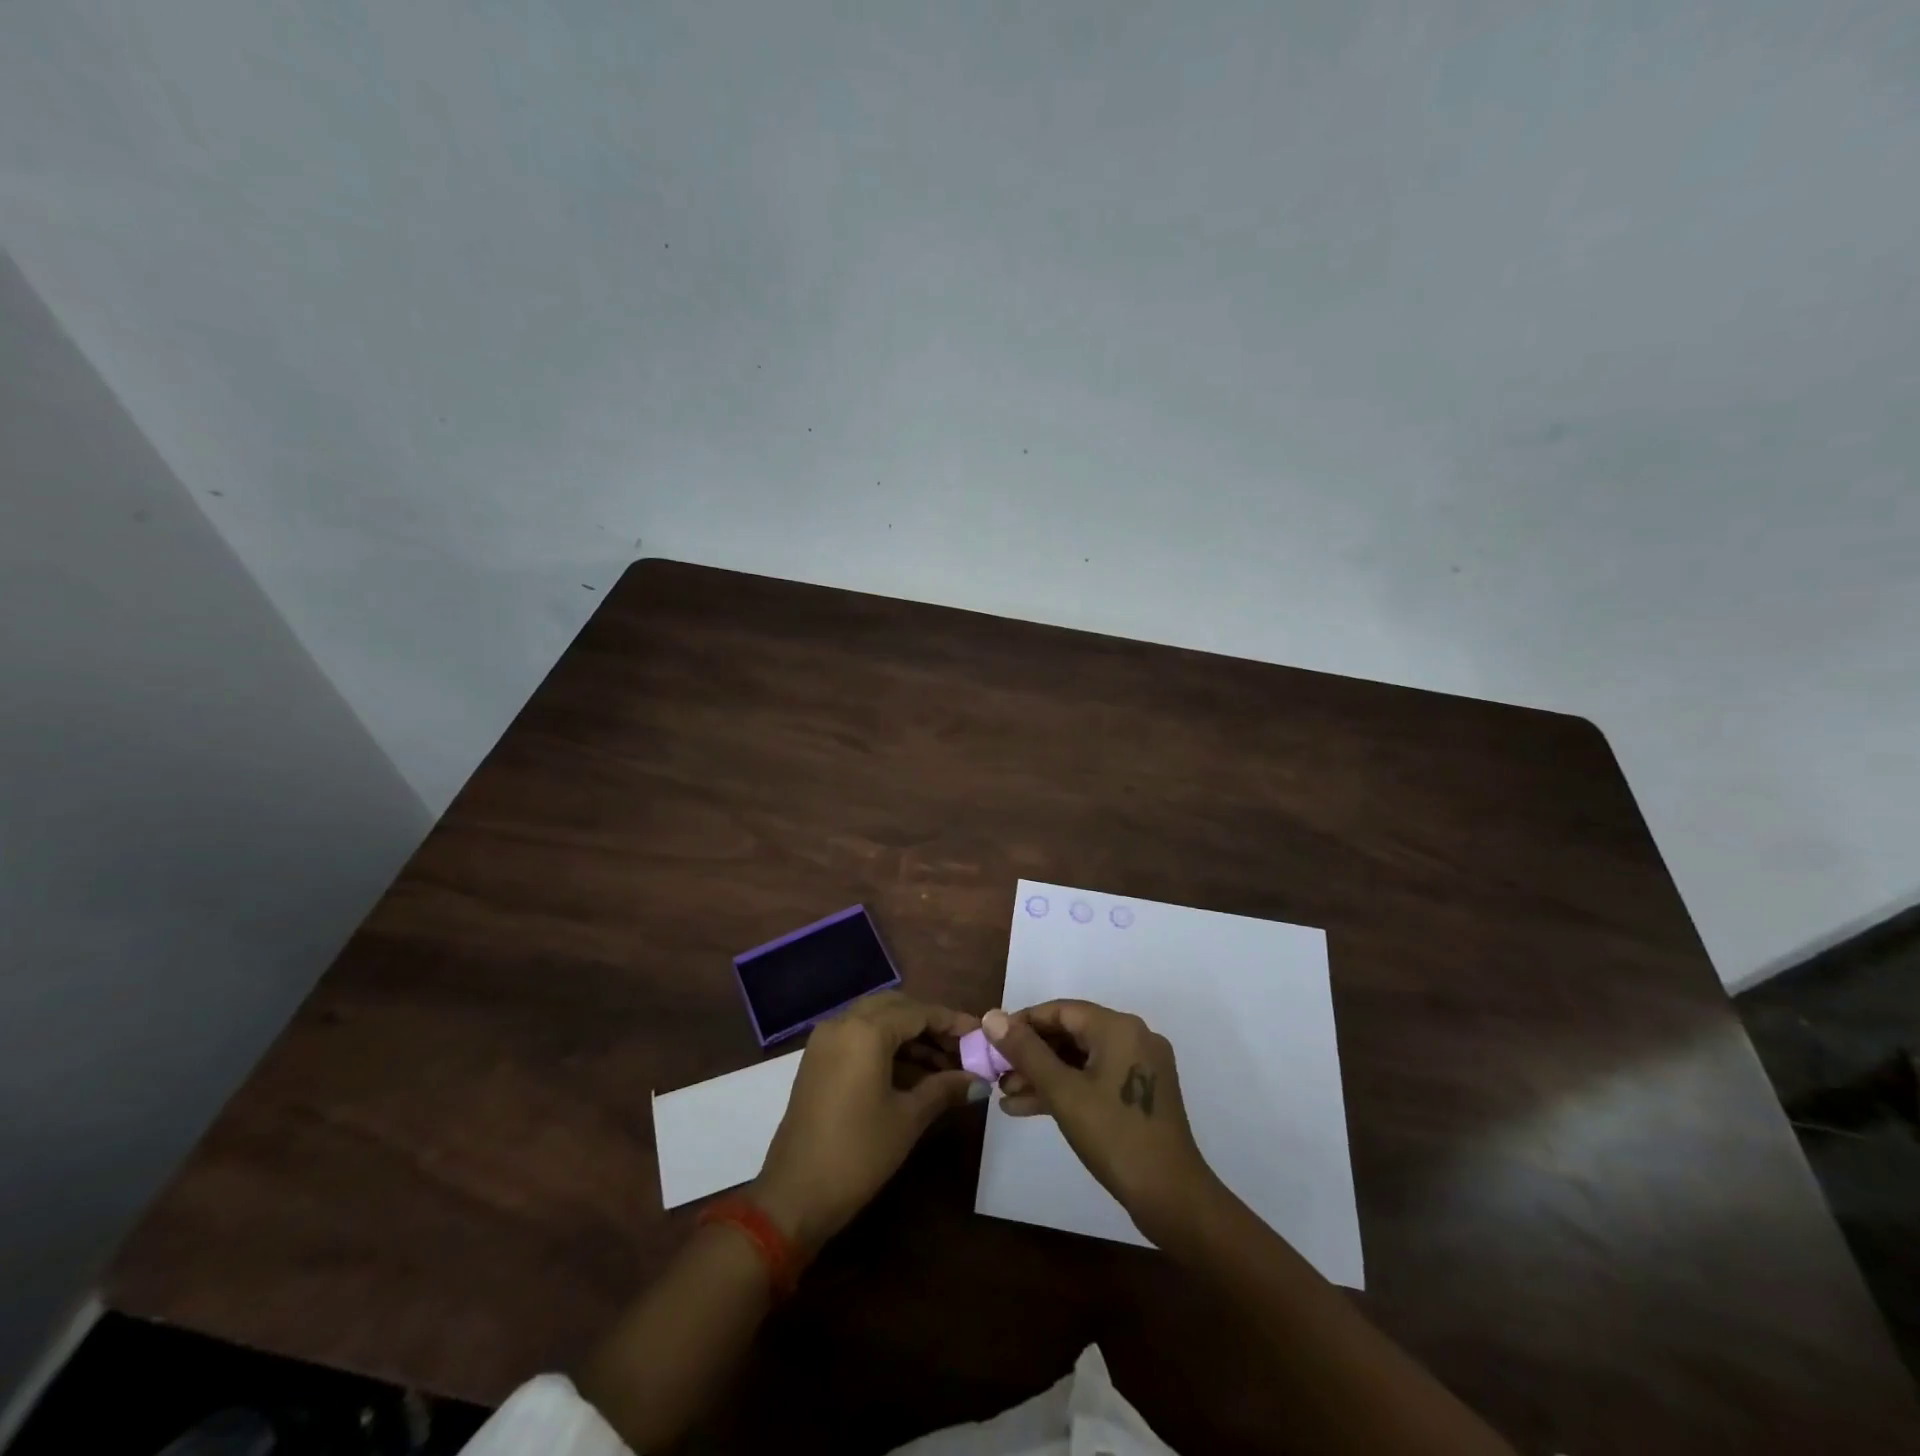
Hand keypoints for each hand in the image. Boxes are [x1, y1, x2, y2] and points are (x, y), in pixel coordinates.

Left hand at [753, 992, 978, 1254]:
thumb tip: (980, 1080)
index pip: (919, 1012)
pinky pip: (859, 1037)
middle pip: (896, 1008)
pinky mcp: (818, 1060)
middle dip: (930, 1025)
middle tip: (962, 1050)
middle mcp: (843, 1023)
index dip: (952, 1022)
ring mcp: (825, 1040)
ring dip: (910, 1037)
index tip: (981, 1034)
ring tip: (945, 1067)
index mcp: (866, 1030)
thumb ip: (944, 1089)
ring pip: (877, 1021)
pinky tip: (914, 1074)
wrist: (794, 1196)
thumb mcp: (908, 1118)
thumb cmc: (858, 1153)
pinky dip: (887, 1047)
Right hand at [984, 1000, 1218, 1242]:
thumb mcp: (1063, 1092)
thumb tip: (991, 1016)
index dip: (1023, 1023)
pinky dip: (1065, 1089)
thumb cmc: (1115, 1137)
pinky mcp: (1140, 1093)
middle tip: (997, 1073)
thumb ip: (1026, 1051)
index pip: (1061, 1010)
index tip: (992, 1042)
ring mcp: (1139, 1066)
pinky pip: (1095, 1078)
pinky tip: (1028, 1108)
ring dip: (1044, 1075)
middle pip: (1071, 1033)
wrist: (1172, 1199)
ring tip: (1006, 1095)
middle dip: (1031, 1054)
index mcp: (1119, 1027)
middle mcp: (1133, 1037)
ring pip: (1081, 1059)